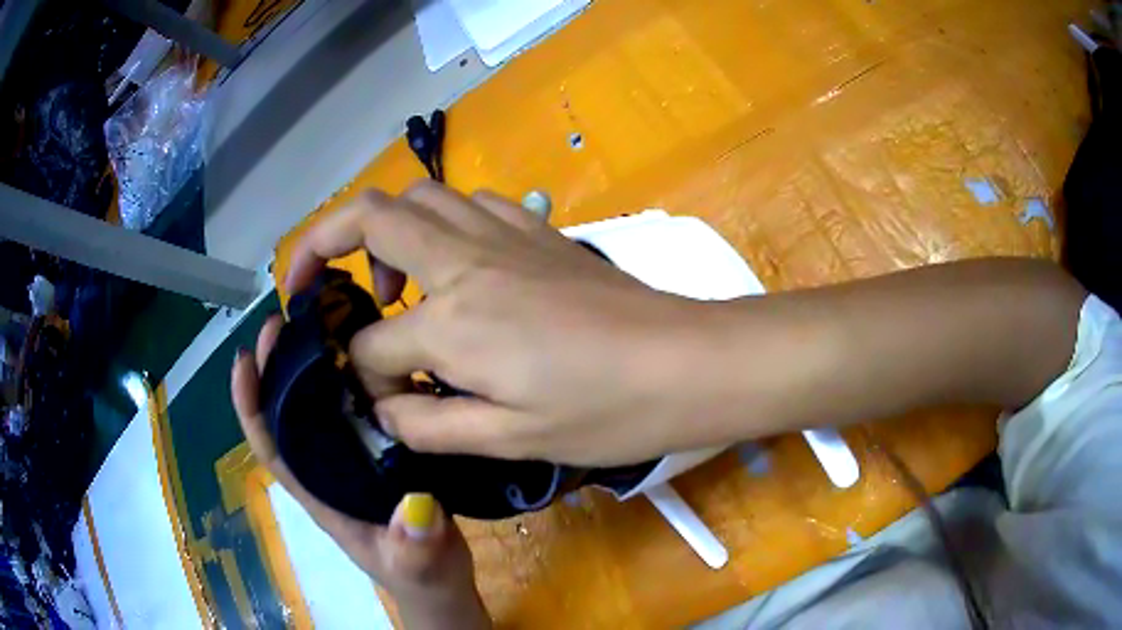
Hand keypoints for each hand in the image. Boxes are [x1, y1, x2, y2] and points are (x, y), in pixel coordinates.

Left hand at [231, 316, 488, 628]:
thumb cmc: (423, 581)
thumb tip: (416, 506)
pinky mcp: (383, 457)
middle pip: (288, 415)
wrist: (444, 588)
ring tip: (320, 320)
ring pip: (320, 407)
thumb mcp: (419, 567)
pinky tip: (368, 352)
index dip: (250, 404)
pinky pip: (359, 411)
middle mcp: (328, 472)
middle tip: (284, 320)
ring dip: (311, 364)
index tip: (245, 357)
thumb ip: (415, 546)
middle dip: (276, 368)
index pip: (271, 447)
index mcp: (322, 497)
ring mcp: (355, 463)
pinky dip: (352, 378)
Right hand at [285, 182, 725, 465]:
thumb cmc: (607, 412)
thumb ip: (429, 424)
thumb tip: (384, 408)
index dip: (364, 376)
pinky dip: (440, 223)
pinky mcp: (538, 230)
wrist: (687, 363)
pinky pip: (470, 204)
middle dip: (319, 241)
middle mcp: (465, 261)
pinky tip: (453, 266)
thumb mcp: (510, 440)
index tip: (381, 400)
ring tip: (390, 284)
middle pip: (367, 216)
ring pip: (419, 197)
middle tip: (310, 284)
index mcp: (453, 321)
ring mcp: (504, 233)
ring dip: (382, 230)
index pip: (371, 343)